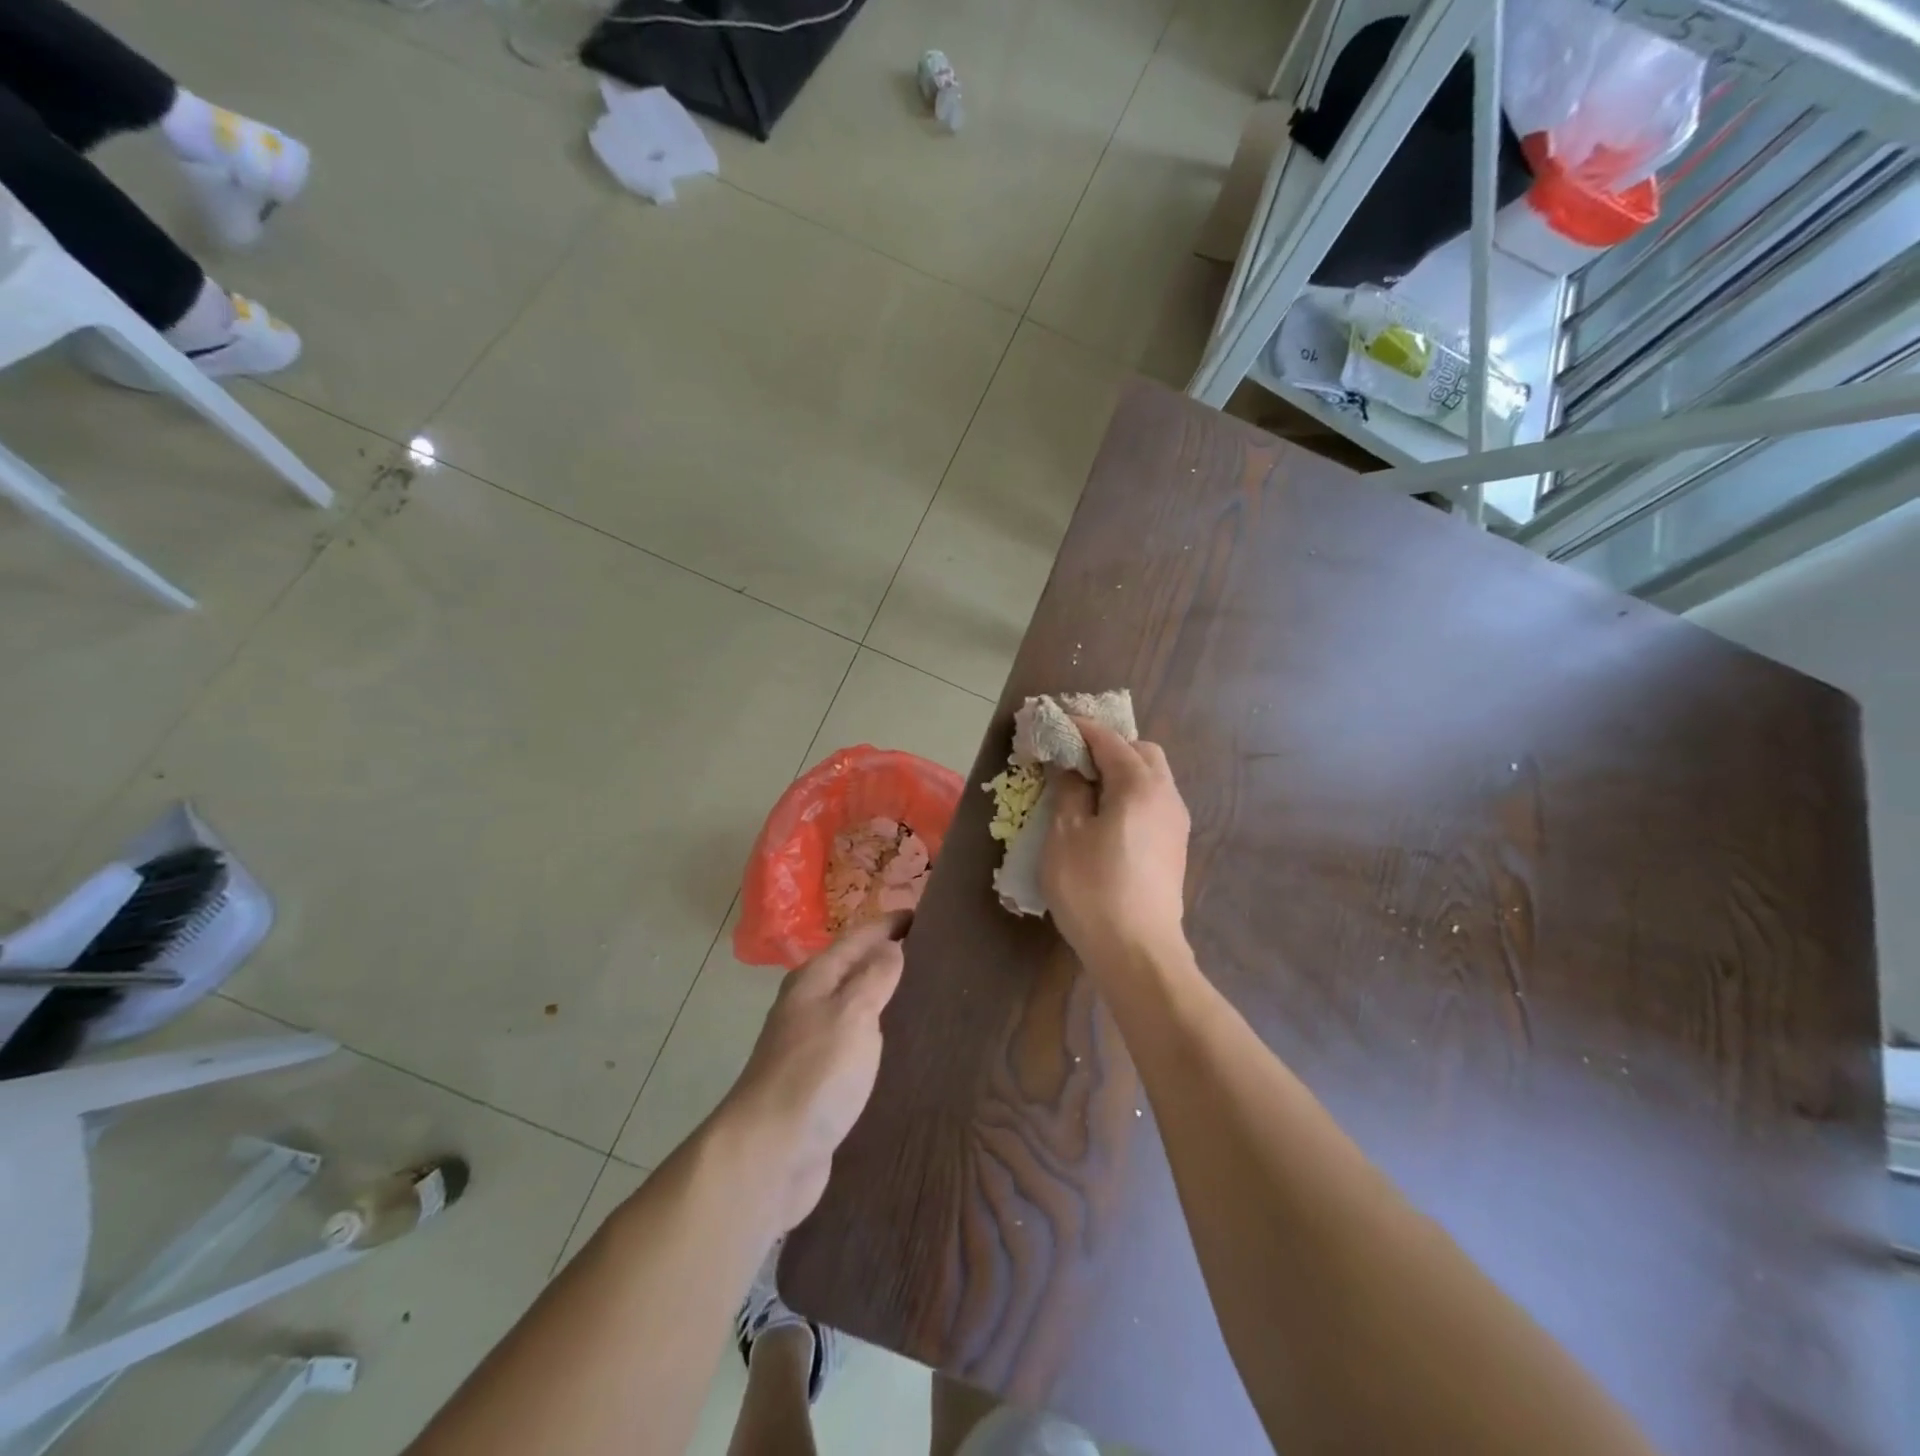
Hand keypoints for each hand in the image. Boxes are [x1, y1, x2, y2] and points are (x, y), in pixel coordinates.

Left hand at [718, 912, 909, 1231]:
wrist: (769, 1154)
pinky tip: (904, 1045)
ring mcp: (812, 1042)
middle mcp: (810, 1003)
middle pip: (855, 968)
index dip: (890, 924)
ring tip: (929, 994)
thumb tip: (891, 946)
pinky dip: (879, 1033)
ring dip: (885, 996)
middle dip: (890, 956)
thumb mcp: (851, 1013)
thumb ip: (874, 976)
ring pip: (856, 1005)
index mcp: (816, 978)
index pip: (859, 936)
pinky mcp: (821, 1080)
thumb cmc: (814, 1074)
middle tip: (938, 954)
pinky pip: (857, 1042)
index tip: (926, 914)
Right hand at [1043, 718, 1190, 970]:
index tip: (1057, 722)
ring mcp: (1176, 823)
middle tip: (1074, 758)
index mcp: (1140, 786)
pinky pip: (1155, 802)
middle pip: (1142, 753)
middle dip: (1110, 746)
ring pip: (1153, 778)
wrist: (1138, 952)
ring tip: (1087, 788)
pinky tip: (1107, 817)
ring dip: (1123, 771)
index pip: (1110, 741)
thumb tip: (1073, 769)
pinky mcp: (1175, 847)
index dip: (1082, 728)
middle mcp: (1166, 796)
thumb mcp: (1066, 836)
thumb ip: (1069, 792)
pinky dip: (1132, 794)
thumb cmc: (1093, 889)